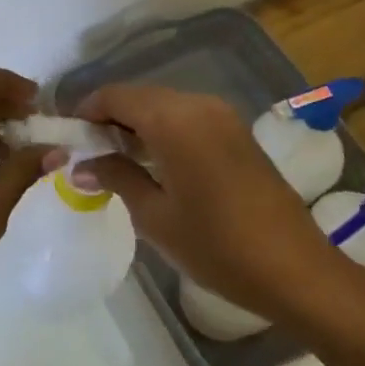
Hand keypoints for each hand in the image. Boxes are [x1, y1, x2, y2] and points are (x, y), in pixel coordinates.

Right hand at [72, 84, 364, 326]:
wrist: (296, 269)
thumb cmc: (217, 246)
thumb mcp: (155, 216)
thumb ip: (115, 177)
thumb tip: (80, 165)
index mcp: (173, 119)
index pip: (115, 95)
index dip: (86, 111)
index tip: (69, 139)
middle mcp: (197, 104)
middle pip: (139, 96)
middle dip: (109, 118)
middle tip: (88, 155)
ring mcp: (222, 115)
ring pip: (163, 105)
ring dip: (136, 124)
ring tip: (117, 162)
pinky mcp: (236, 132)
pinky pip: (187, 117)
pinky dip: (163, 130)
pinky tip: (154, 164)